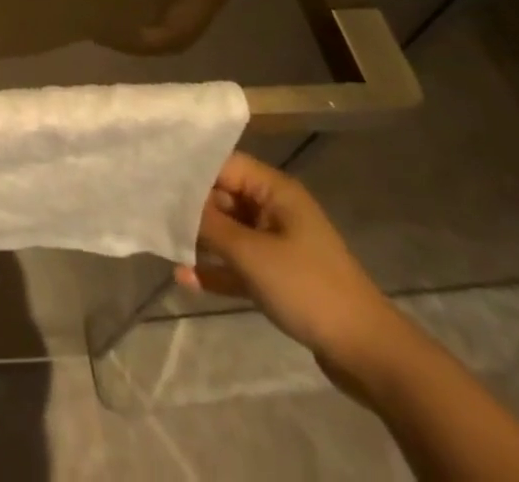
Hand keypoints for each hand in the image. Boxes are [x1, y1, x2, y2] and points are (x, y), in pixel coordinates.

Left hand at [113, 0, 231, 52]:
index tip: (109, 36)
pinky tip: (126, 3)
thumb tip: (110, 0)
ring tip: (112, 22)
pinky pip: (176, 7)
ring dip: (147, 29)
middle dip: (142, 41)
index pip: (176, 35)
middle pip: (178, 36)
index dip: (142, 42)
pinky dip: (152, 12)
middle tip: (106, 34)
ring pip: (177, 23)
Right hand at [175, 153, 395, 366]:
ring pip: (229, 233)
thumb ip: (208, 224)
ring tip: (161, 243)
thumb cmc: (308, 287)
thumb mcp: (251, 253)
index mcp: (274, 191)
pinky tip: (186, 279)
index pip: (223, 164)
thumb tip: (170, 200)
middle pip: (223, 198)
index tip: (153, 174)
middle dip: (189, 207)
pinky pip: (239, 265)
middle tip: (150, 210)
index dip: (189, 169)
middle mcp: (275, 210)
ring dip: (200, 241)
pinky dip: (217, 270)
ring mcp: (278, 245)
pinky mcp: (279, 277)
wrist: (369, 354)